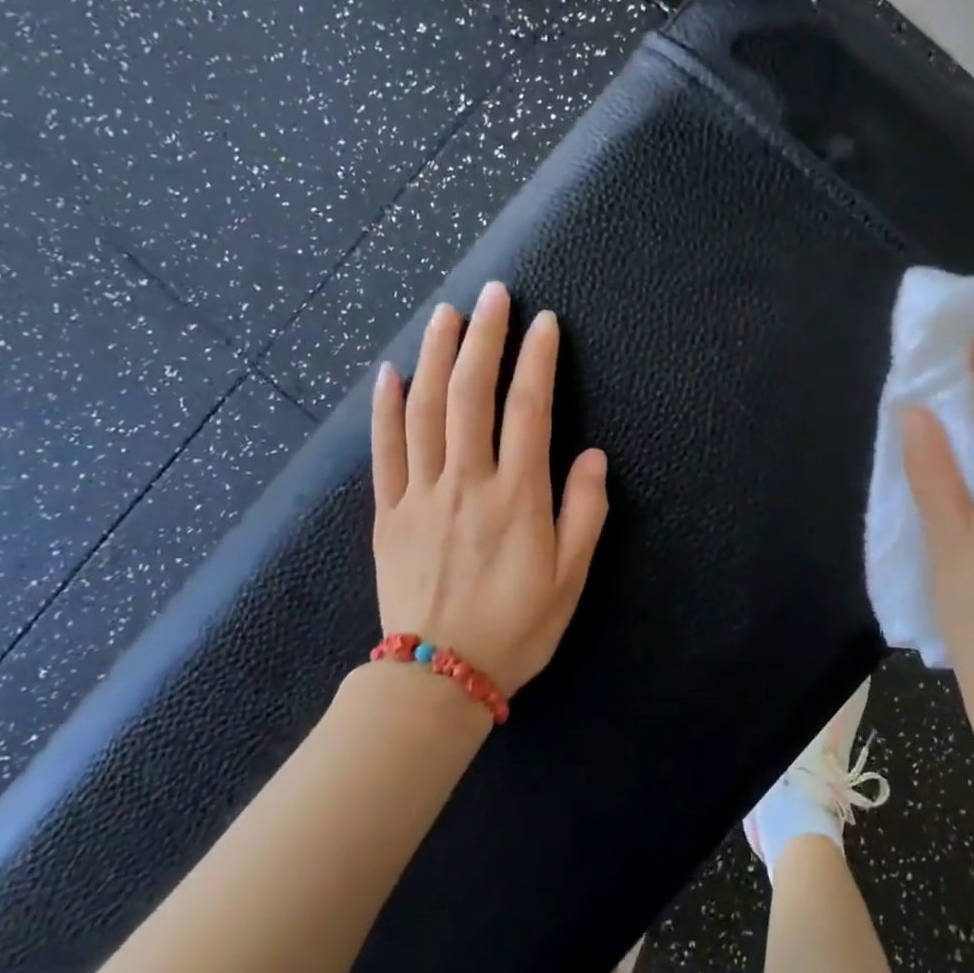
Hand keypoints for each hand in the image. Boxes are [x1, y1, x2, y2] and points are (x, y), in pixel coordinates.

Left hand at [371, 280, 609, 696]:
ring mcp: (420, 494)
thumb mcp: (570, 577)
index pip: (528, 409)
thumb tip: (591, 456)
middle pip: (471, 394)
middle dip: (484, 338)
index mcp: (517, 497)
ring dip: (436, 356)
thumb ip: (584, 512)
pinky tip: (389, 372)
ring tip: (446, 313)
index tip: (544, 323)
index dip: (537, 360)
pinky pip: (383, 451)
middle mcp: (466, 482)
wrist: (438, 678)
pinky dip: (384, 408)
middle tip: (493, 294)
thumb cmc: (516, 628)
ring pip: (424, 410)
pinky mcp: (387, 513)